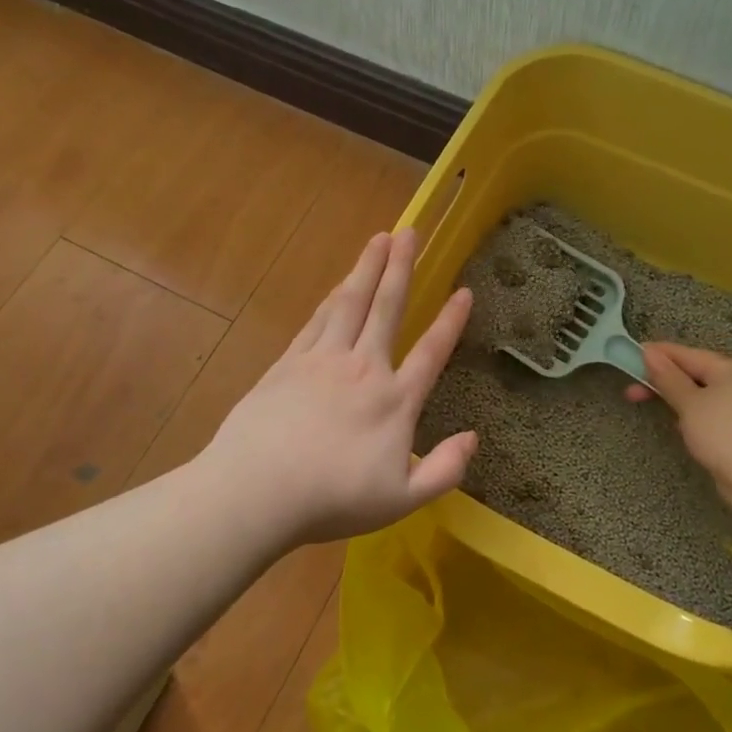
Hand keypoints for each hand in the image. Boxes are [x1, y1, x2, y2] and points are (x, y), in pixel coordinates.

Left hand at [202, 228, 476, 547]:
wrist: (257, 490)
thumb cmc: (331, 499)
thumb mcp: (401, 500)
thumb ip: (443, 470)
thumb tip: (474, 438)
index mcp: (394, 401)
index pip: (431, 352)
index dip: (451, 321)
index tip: (465, 291)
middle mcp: (362, 368)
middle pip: (387, 308)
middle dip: (402, 268)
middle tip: (411, 231)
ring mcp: (322, 361)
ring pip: (350, 303)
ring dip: (367, 268)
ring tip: (379, 239)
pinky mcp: (288, 363)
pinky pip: (317, 321)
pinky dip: (331, 298)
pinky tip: (338, 285)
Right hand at [625, 343, 731, 511]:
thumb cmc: (726, 434)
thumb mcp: (690, 403)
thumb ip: (668, 378)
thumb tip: (650, 353)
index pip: (688, 354)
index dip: (658, 355)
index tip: (630, 355)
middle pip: (696, 374)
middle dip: (664, 381)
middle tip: (631, 391)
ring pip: (704, 396)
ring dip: (679, 400)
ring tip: (652, 407)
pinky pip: (713, 416)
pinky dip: (694, 418)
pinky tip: (681, 428)